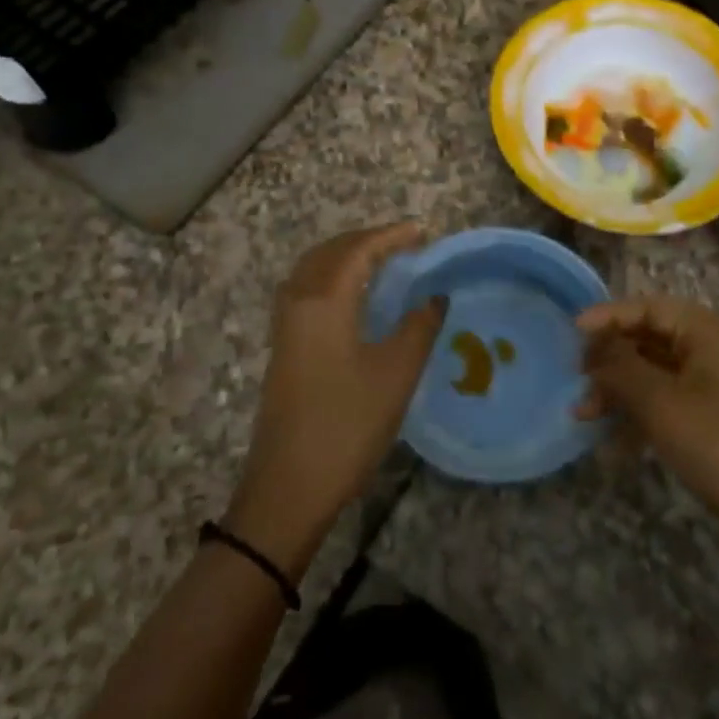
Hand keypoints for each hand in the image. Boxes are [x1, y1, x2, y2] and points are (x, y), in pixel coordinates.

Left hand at [228, 223, 444, 574]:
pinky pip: (307, 290)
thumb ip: (420, 327)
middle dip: (366, 240)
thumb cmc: (348, 424)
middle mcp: (298, 302)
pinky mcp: (284, 347)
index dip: (391, 236)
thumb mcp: (397, 373)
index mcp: (324, 300)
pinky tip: (355, 298)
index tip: (423, 232)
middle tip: (405, 244)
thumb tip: (435, 296)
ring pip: (313, 270)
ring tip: (382, 263)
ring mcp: (285, 326)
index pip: (358, 250)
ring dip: (346, 257)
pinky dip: (333, 277)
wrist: (289, 485)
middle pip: (330, 252)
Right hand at [578, 299, 718, 547]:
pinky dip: (637, 413)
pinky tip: (612, 440)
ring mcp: (714, 387)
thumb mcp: (659, 402)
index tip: (572, 331)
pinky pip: (666, 402)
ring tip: (584, 414)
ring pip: (654, 373)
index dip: (608, 316)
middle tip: (577, 379)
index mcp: (706, 332)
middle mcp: (711, 350)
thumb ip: (620, 366)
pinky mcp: (713, 420)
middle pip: (649, 339)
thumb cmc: (717, 445)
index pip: (648, 307)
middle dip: (610, 358)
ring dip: (618, 389)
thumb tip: (595, 346)